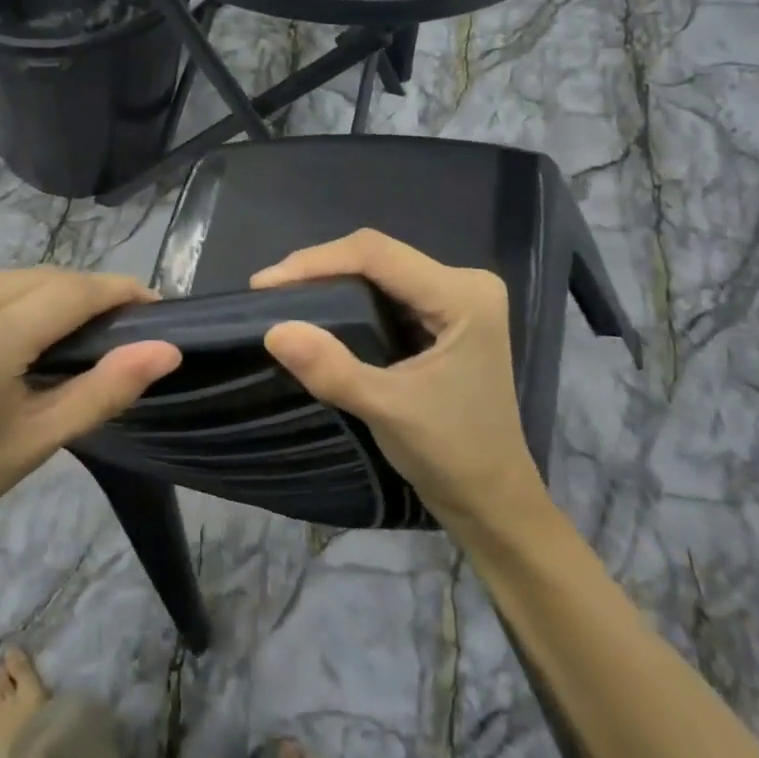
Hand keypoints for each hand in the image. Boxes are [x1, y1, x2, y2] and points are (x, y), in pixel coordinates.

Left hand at [0, 269, 179, 579]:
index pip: (68, 292)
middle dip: (70, 297)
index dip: (114, 290)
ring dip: (20, 298)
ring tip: (31, 337)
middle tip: (93, 328)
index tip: (147, 301)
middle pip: (29, 279)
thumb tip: (168, 348)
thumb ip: (106, 388)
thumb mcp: (38, 441)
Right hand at [253, 231, 548, 535]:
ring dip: (329, 281)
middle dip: (318, 269)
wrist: (492, 502)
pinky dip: (347, 299)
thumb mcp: (388, 411)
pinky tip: (317, 311)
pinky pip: (384, 291)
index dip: (317, 261)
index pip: (377, 255)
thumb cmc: (452, 455)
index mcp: (463, 295)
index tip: (265, 284)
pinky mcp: (442, 315)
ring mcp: (454, 297)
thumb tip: (273, 331)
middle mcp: (463, 283)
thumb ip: (332, 369)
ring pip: (377, 271)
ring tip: (283, 298)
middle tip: (267, 292)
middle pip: (376, 256)